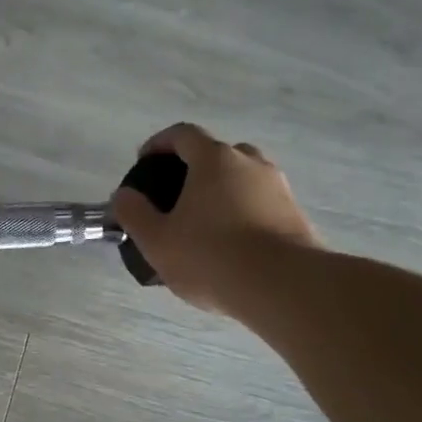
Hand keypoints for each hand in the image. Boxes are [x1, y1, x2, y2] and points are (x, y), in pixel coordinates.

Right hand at [111, 123, 320, 314]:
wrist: (285, 287)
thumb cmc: (211, 257)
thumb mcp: (157, 240)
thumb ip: (133, 213)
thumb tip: (124, 195)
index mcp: (214, 159)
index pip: (183, 134)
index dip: (159, 144)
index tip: (144, 162)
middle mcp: (251, 163)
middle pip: (217, 154)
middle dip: (194, 169)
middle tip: (176, 197)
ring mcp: (279, 188)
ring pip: (243, 180)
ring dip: (222, 193)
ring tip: (205, 225)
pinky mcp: (297, 216)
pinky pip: (261, 205)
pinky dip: (243, 214)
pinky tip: (232, 246)